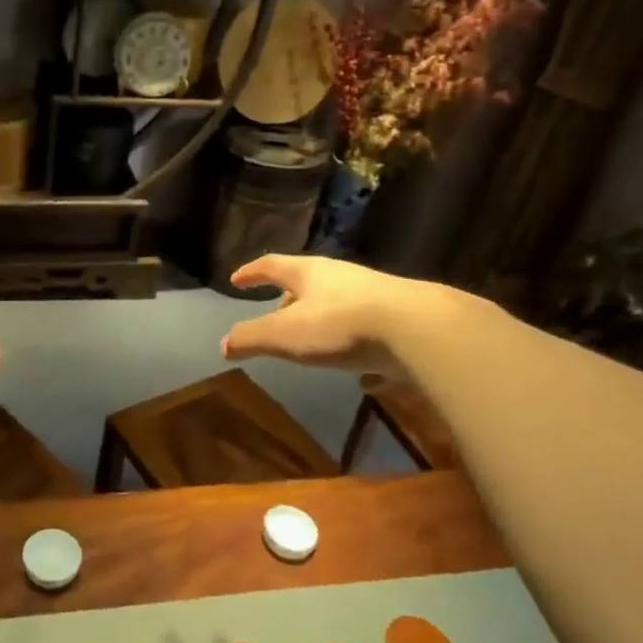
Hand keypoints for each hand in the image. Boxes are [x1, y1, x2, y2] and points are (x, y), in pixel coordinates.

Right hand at [220, 255, 413, 379]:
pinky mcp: (401, 321)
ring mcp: (375, 297)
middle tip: (275, 314)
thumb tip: (224, 344)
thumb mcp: (285, 334)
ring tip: (314, 343)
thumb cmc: (340, 325)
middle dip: (288, 299)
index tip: (236, 279)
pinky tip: (362, 377)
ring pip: (340, 306)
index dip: (252, 272)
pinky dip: (358, 350)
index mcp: (310, 273)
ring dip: (322, 322)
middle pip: (308, 283)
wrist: (418, 329)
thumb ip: (253, 338)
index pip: (273, 265)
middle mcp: (342, 277)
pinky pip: (370, 335)